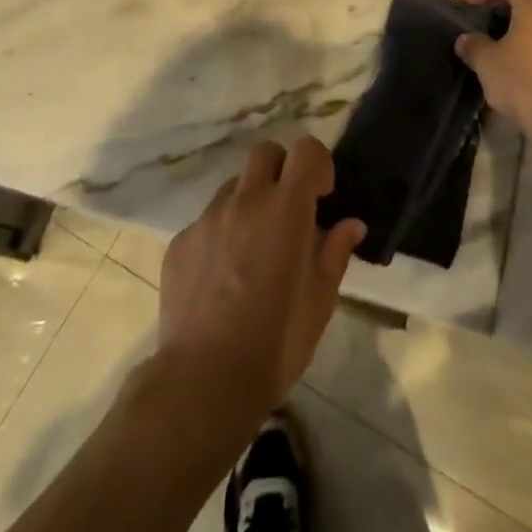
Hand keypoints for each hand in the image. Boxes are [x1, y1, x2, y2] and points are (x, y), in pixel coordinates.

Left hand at [158, 137, 367, 415]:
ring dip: (249, 202)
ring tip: (252, 249)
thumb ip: (335, 252)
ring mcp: (208, 218)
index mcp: (286, 208)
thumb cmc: (276, 342)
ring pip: (233, 187)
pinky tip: (221, 278)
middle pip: (264, 153)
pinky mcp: (180, 241)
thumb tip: (350, 224)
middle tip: (288, 210)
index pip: (305, 150)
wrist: (204, 381)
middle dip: (281, 170)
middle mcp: (246, 200)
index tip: (321, 195)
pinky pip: (206, 221)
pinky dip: (220, 235)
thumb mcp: (320, 301)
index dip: (317, 164)